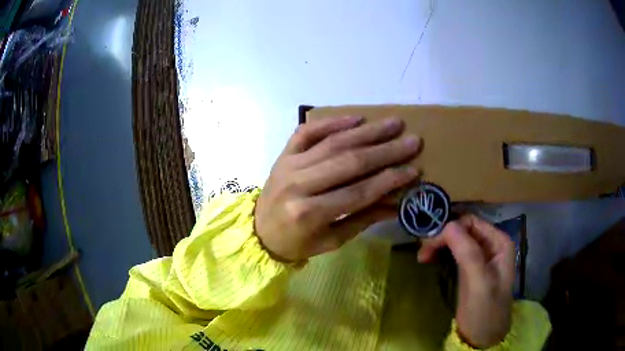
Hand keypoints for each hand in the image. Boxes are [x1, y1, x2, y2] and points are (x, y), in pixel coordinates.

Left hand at [254, 116, 420, 261]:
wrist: (259, 232)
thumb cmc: (297, 243)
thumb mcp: (332, 240)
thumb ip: (364, 220)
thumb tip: (397, 203)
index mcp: (309, 213)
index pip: (359, 192)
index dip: (389, 180)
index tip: (414, 169)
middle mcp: (298, 184)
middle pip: (349, 162)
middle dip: (385, 150)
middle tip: (412, 140)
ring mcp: (289, 165)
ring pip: (333, 143)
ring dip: (367, 132)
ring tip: (393, 124)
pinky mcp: (283, 154)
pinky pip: (308, 132)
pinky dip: (332, 122)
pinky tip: (356, 118)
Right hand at [418, 215, 514, 348]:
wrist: (483, 337)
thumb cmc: (485, 311)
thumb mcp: (479, 283)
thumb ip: (468, 253)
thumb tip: (448, 225)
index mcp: (499, 243)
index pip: (471, 223)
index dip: (450, 230)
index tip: (430, 245)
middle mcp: (491, 245)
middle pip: (463, 230)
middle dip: (442, 237)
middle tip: (422, 253)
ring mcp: (481, 257)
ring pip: (457, 240)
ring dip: (439, 245)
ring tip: (423, 257)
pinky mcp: (470, 268)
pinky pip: (455, 252)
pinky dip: (441, 253)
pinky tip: (431, 260)